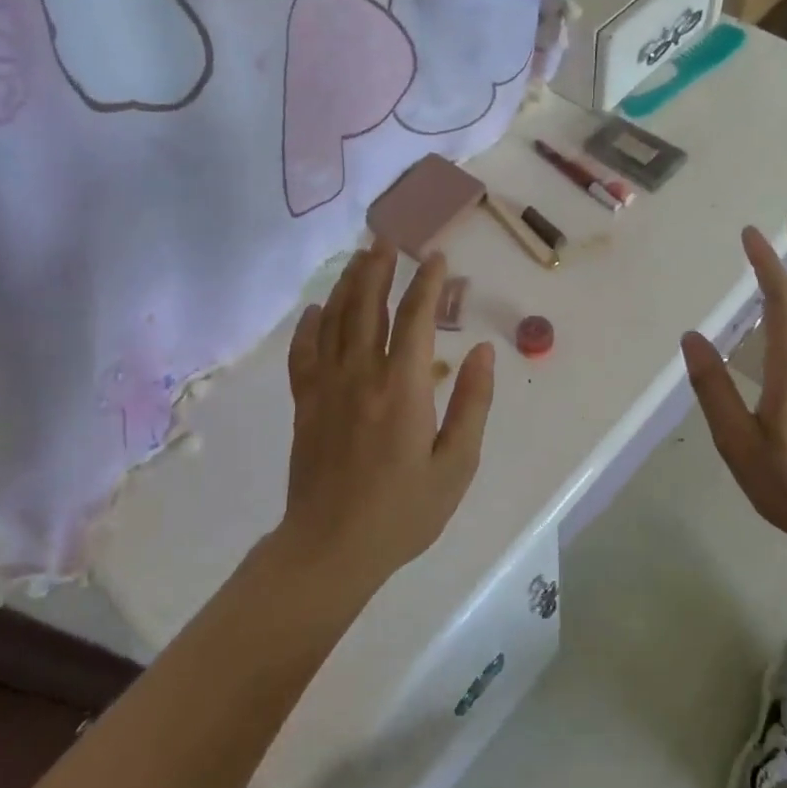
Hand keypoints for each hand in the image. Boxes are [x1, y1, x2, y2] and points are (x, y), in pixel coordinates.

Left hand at [280, 244, 495, 591]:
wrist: (331, 548)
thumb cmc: (403, 511)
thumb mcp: (455, 465)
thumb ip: (471, 404)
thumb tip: (482, 352)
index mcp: (402, 388)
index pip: (415, 318)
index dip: (427, 283)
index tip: (436, 257)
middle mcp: (361, 375)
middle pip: (368, 307)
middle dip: (379, 269)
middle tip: (387, 239)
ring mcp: (327, 387)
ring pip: (335, 321)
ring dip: (348, 285)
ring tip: (359, 258)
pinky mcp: (306, 404)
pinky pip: (304, 353)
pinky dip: (310, 326)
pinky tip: (316, 309)